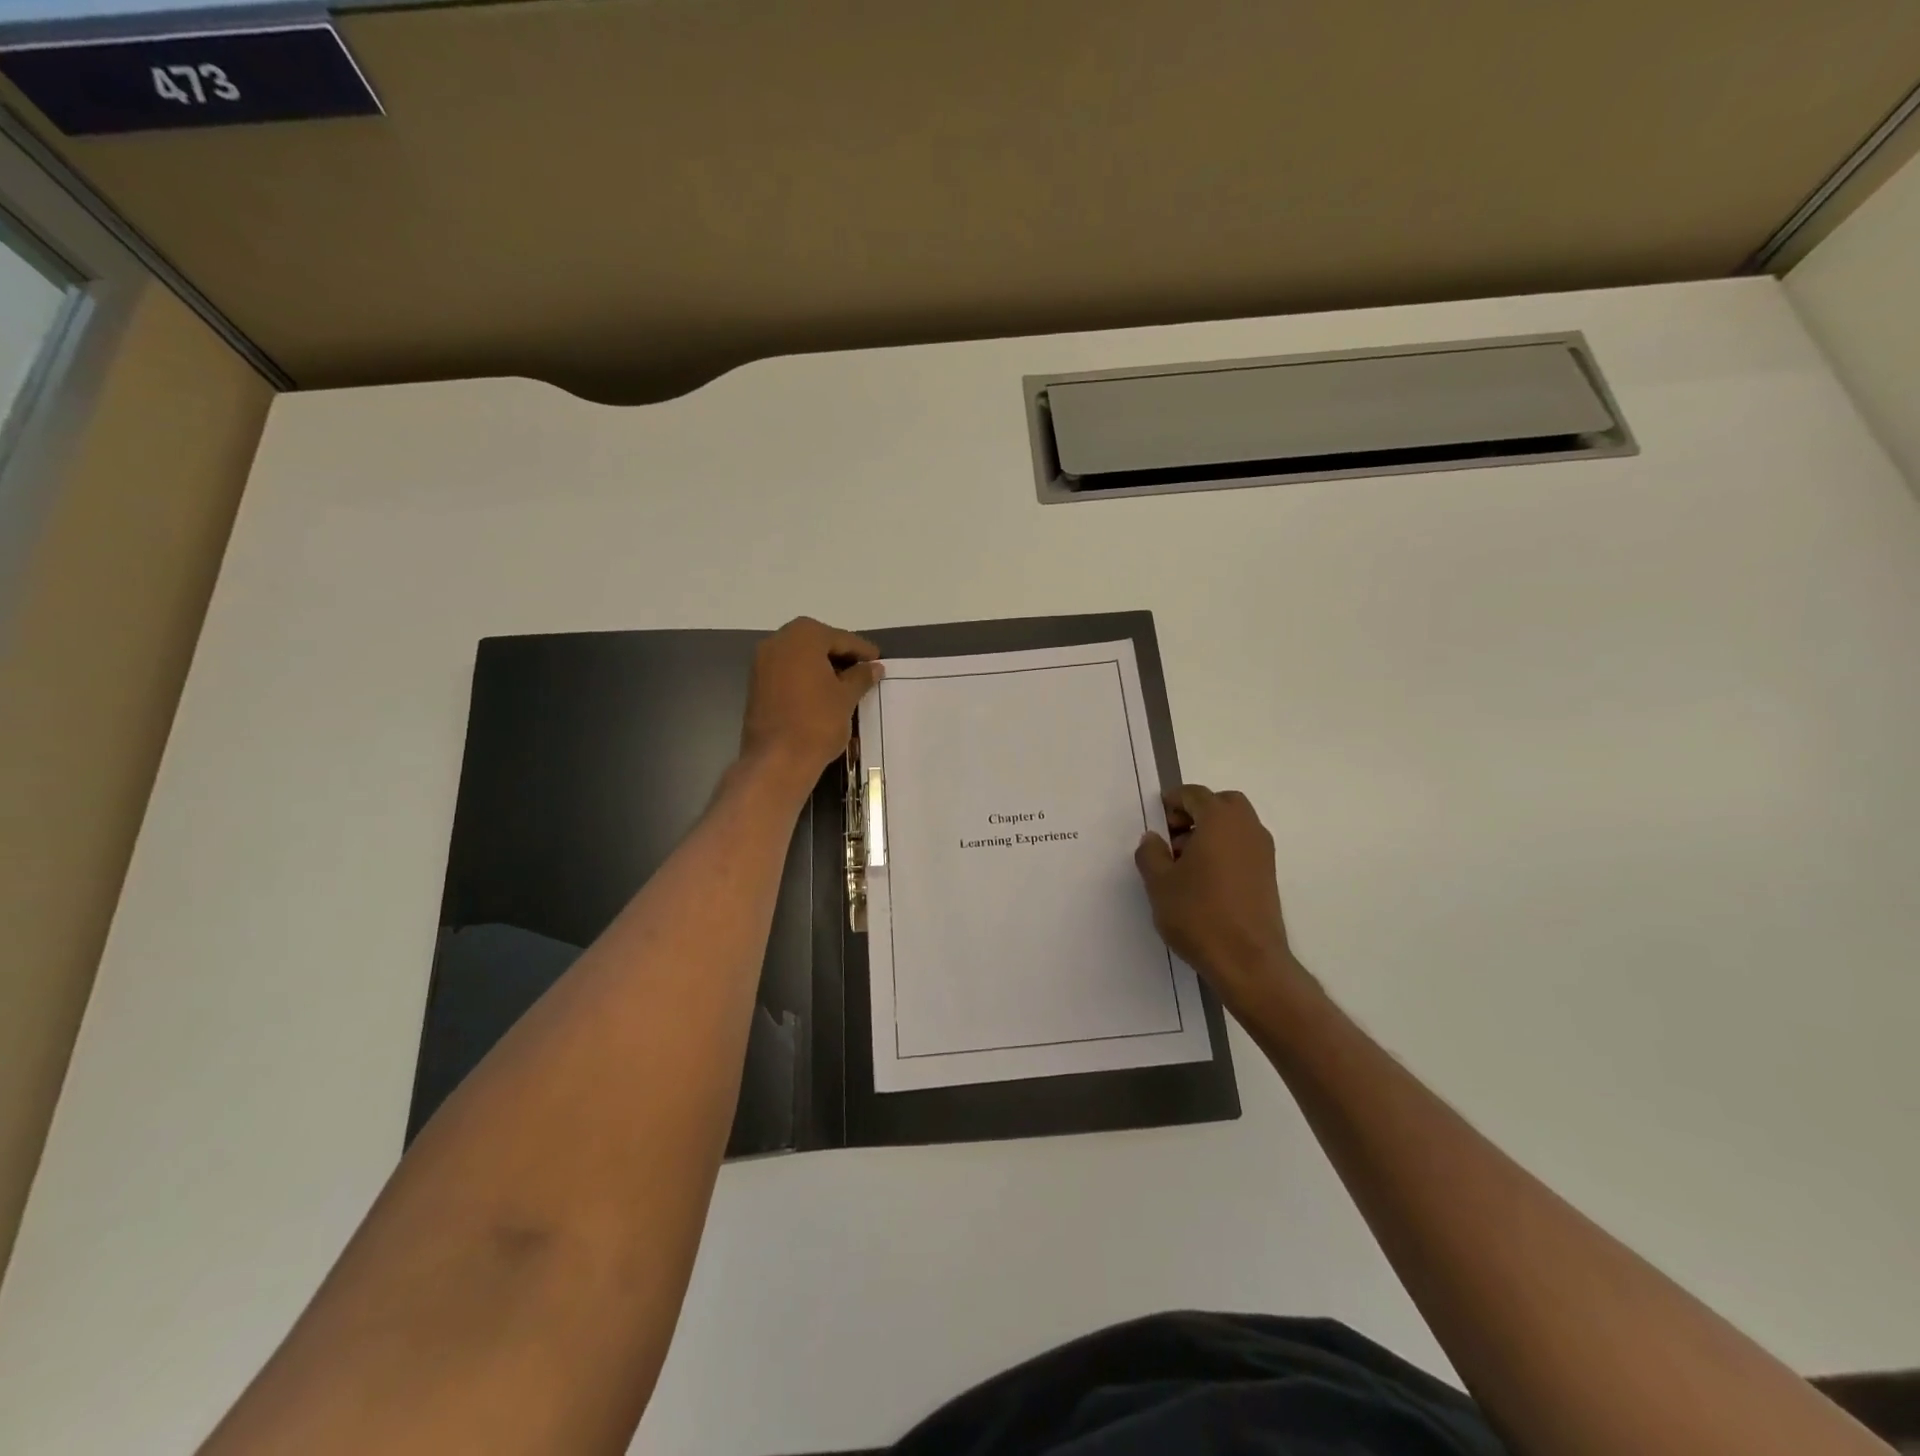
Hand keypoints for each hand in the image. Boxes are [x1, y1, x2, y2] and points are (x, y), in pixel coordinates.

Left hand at [739, 617, 880, 786]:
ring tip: (845, 683)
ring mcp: (762, 663)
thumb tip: (874, 667)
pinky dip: (805, 677)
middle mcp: (778, 642)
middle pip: (817, 643)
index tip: (878, 661)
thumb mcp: (846, 697)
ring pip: (800, 657)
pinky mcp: (756, 684)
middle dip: (840, 655)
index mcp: (803, 636)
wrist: (777, 760)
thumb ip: (861, 676)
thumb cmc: (818, 722)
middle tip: (863, 670)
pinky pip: (787, 672)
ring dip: (822, 666)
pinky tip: (823, 693)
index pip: (840, 638)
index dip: (862, 651)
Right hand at [1134, 786, 1313, 1025]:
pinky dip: (1224, 850)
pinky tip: (1204, 880)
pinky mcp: (1268, 876)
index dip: (1173, 802)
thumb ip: (1151, 853)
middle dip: (1196, 813)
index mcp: (1220, 820)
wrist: (1248, 961)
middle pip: (1221, 804)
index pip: (1195, 794)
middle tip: (1173, 837)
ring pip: (1235, 826)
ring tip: (1184, 863)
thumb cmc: (1199, 914)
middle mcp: (1247, 828)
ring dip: (1210, 832)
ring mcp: (1263, 852)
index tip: (1157, 819)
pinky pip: (1242, 847)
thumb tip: (1153, 839)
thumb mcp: (1159, 883)